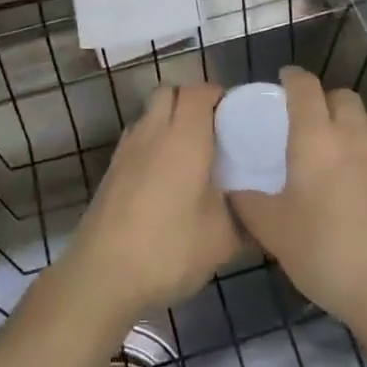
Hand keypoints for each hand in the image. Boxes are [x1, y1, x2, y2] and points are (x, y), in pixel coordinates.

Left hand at [61, 83, 239, 322]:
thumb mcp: (223, 241)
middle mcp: (153, 132)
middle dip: (192, 101)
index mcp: (184, 137)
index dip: (220, 96)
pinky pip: (137, 138)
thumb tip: (264, 214)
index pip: (200, 91)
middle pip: (170, 92)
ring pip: (150, 113)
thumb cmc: (169, 249)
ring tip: (192, 155)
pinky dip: (153, 143)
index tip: (238, 117)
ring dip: (170, 120)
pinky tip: (166, 178)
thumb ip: (247, 219)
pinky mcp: (111, 170)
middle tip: (216, 131)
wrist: (102, 276)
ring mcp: (126, 149)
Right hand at [229, 67, 366, 341]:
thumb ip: (246, 203)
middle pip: (340, 96)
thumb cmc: (323, 253)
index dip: (292, 77)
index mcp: (314, 138)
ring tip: (342, 142)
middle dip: (323, 101)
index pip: (304, 87)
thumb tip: (231, 188)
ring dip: (354, 120)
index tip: (283, 82)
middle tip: (308, 126)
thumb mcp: (271, 231)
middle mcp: (353, 132)